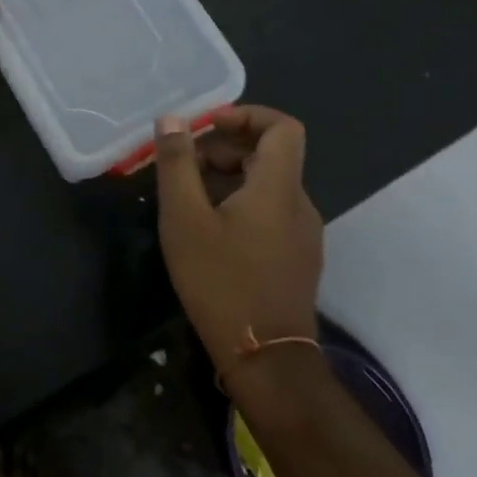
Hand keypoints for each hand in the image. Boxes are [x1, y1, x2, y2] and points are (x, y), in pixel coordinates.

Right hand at [155, 106, 323, 396]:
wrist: (267, 361)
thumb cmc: (221, 281)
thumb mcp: (185, 218)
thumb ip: (177, 163)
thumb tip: (173, 119)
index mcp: (278, 187)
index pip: (282, 127)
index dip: (246, 114)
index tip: (208, 126)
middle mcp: (299, 204)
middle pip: (270, 153)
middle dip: (225, 147)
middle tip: (184, 165)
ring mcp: (303, 234)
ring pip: (268, 183)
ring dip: (229, 175)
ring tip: (188, 197)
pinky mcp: (297, 257)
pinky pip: (271, 210)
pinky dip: (241, 202)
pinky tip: (209, 229)